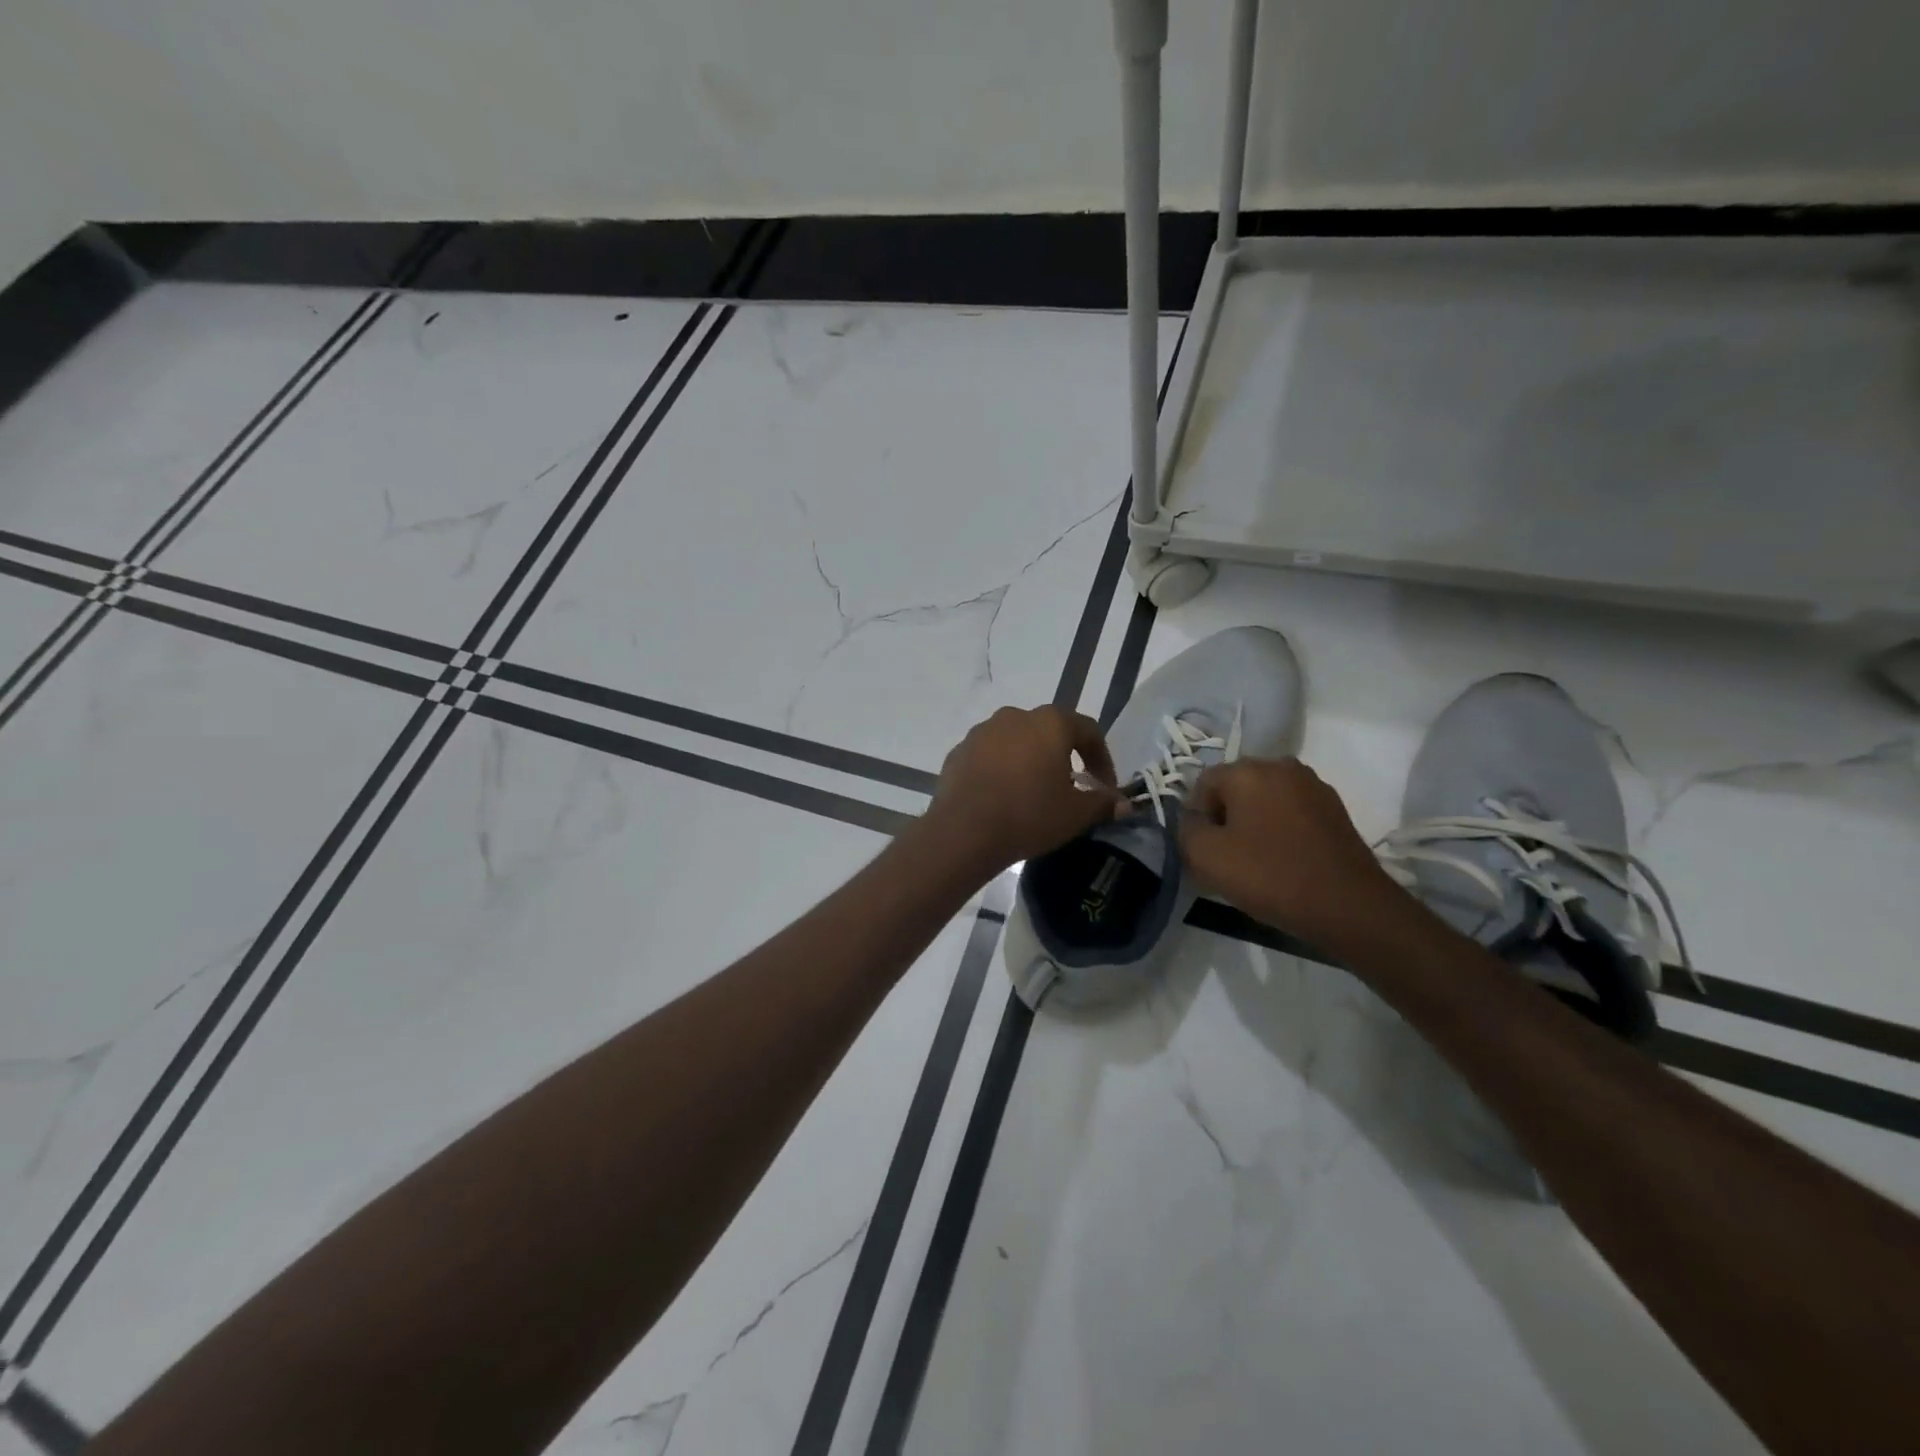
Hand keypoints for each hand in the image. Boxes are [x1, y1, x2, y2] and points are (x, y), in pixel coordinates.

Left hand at [928, 706, 1127, 869]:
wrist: (964, 831)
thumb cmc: (1029, 815)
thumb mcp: (1076, 814)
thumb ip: (1103, 803)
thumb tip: (1123, 804)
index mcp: (1050, 723)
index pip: (1088, 730)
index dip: (1102, 759)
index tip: (1104, 787)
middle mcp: (1015, 716)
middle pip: (1049, 731)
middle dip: (1064, 756)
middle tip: (1070, 787)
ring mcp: (982, 731)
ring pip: (1016, 741)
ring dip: (1030, 760)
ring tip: (1034, 792)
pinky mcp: (959, 751)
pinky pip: (989, 756)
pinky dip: (1001, 770)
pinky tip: (1002, 797)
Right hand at [1180, 757, 1413, 955]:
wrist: (1347, 906)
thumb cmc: (1269, 876)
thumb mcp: (1205, 856)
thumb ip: (1185, 829)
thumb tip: (1193, 820)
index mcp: (1248, 770)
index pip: (1202, 783)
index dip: (1196, 817)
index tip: (1204, 850)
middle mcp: (1281, 766)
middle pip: (1235, 788)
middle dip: (1225, 818)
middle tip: (1226, 857)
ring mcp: (1313, 785)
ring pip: (1264, 800)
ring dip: (1253, 823)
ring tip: (1256, 861)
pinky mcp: (1335, 808)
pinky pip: (1291, 812)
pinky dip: (1280, 830)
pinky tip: (1283, 860)